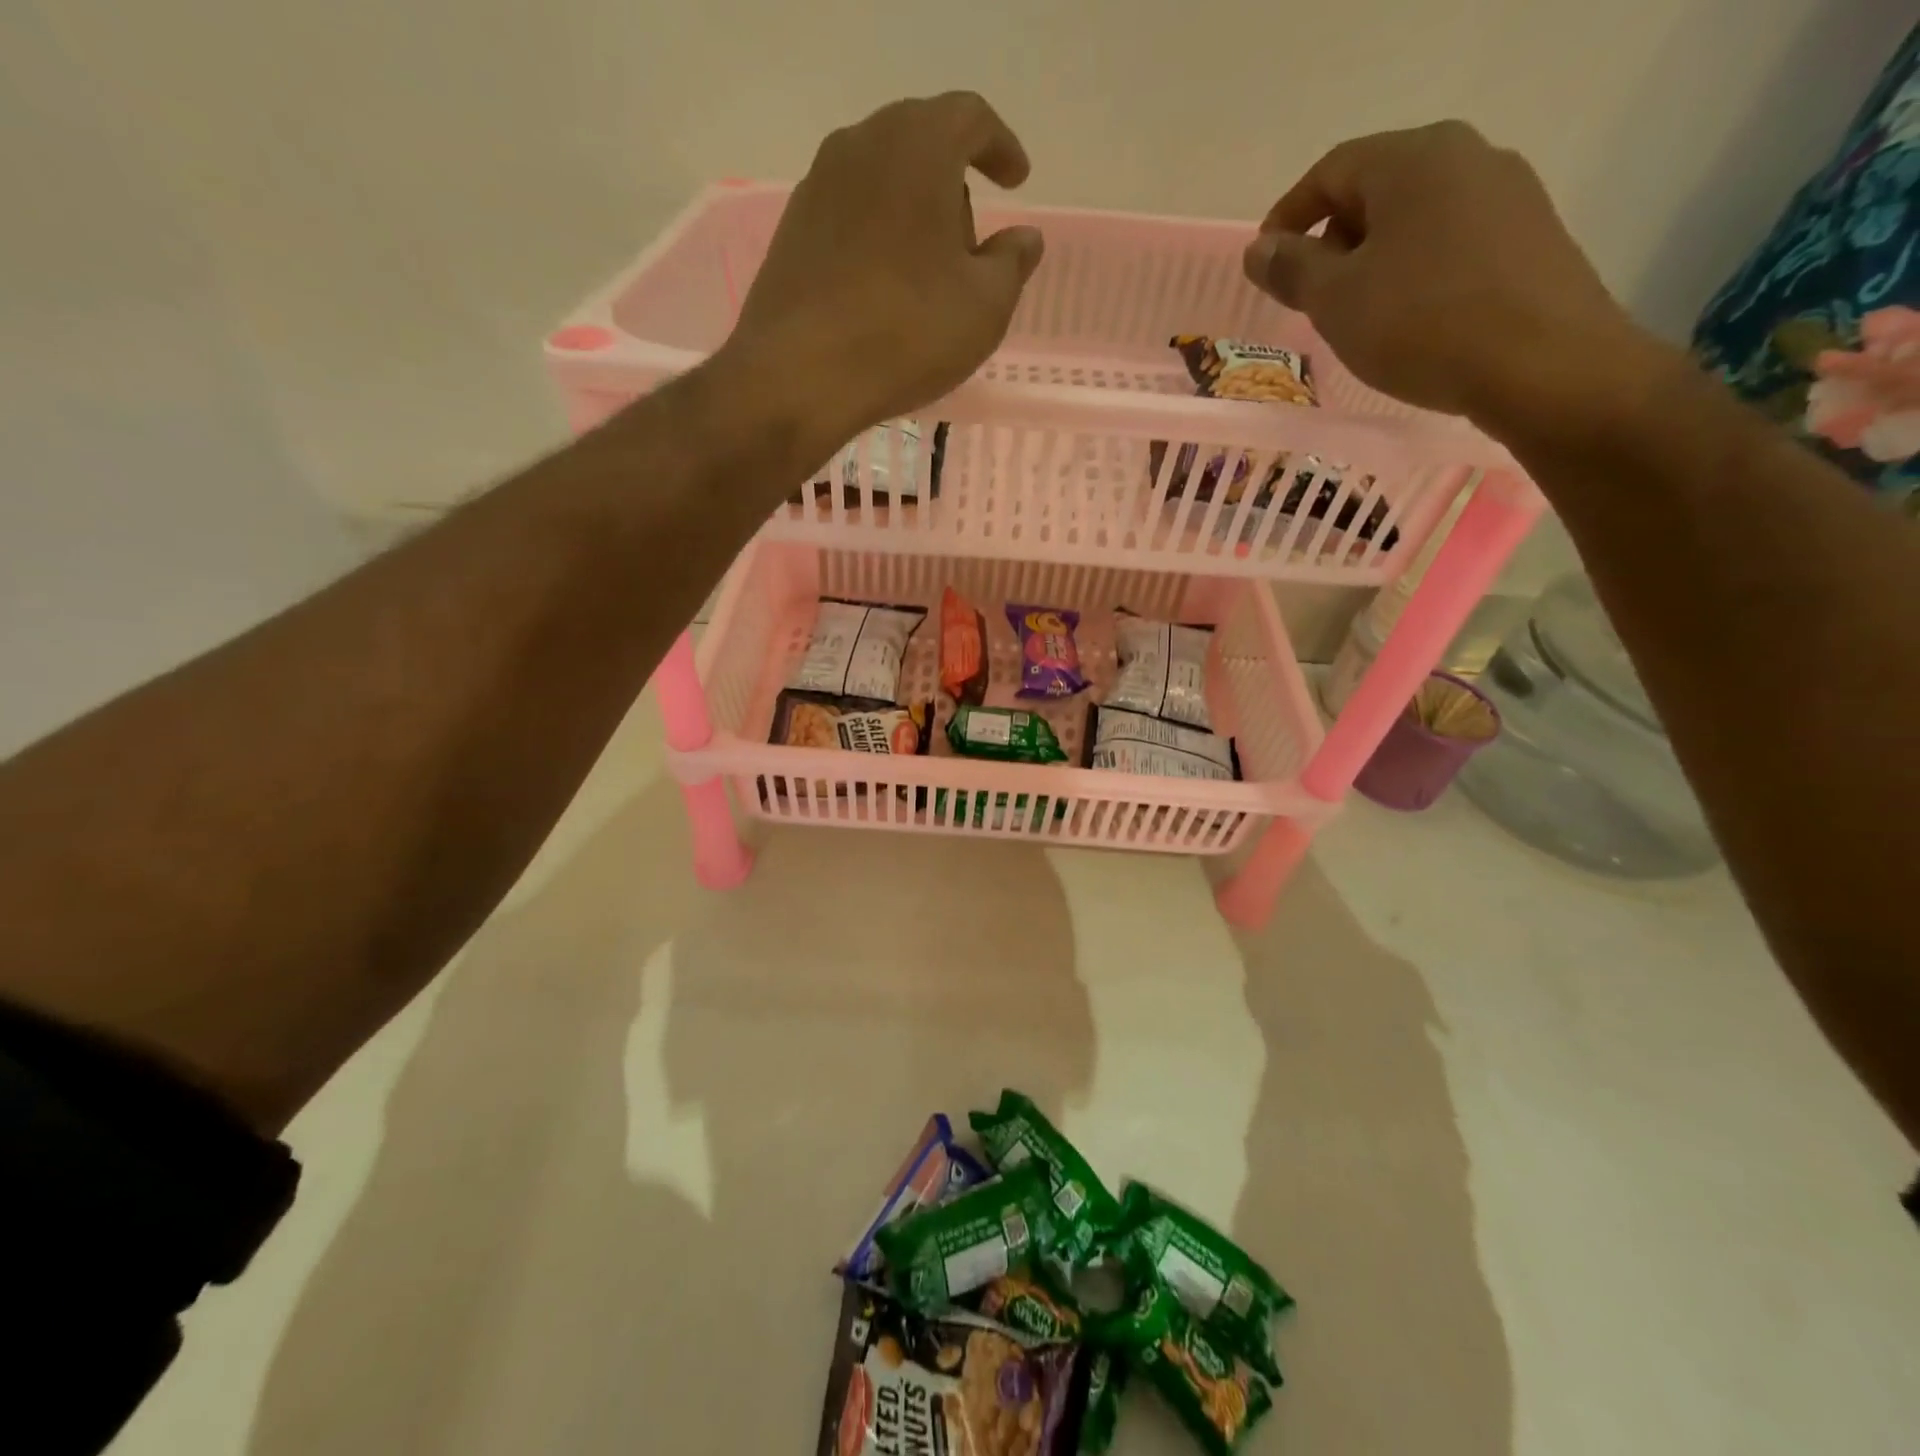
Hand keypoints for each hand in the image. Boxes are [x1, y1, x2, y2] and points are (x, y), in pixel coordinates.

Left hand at [722, 92, 1044, 452]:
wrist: (799, 375)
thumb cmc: (906, 334)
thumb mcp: (984, 308)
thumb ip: (1012, 264)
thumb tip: (1024, 238)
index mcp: (919, 147)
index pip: (970, 118)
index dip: (1000, 147)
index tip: (1016, 180)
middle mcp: (862, 146)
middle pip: (921, 142)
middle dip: (954, 183)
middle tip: (970, 244)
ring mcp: (818, 186)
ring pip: (881, 180)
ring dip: (912, 213)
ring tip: (927, 273)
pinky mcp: (792, 230)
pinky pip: (850, 216)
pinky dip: (877, 237)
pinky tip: (884, 288)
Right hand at [1242, 121, 1652, 435]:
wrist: (1541, 364)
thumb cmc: (1421, 325)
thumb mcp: (1335, 301)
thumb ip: (1291, 269)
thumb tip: (1259, 249)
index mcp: (1414, 159)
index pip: (1331, 171)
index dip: (1287, 218)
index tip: (1265, 267)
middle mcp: (1467, 156)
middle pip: (1376, 189)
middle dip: (1331, 242)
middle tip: (1308, 299)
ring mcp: (1507, 193)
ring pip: (1414, 218)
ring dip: (1372, 261)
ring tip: (1355, 316)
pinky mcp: (1530, 235)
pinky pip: (1450, 242)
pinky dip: (1414, 272)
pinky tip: (1406, 320)